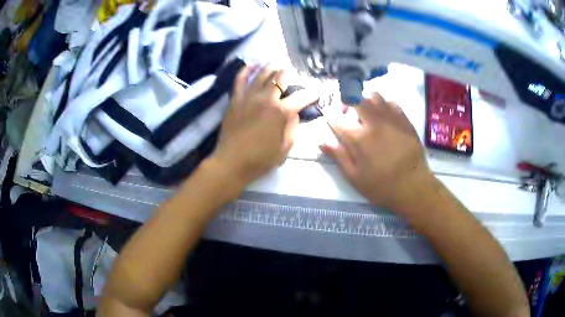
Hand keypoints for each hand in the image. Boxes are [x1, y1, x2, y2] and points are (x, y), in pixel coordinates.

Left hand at [210, 65, 317, 186]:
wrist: (231, 163)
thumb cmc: (261, 159)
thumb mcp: (285, 148)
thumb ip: (293, 127)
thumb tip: (295, 113)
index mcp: (281, 112)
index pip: (301, 97)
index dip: (313, 93)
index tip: (319, 90)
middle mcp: (266, 99)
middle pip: (280, 78)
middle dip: (289, 74)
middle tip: (293, 75)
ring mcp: (248, 97)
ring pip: (262, 75)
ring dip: (271, 68)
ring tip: (276, 65)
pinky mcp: (235, 100)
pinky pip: (240, 80)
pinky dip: (246, 70)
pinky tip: (252, 64)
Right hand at [320, 92, 435, 215]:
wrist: (414, 187)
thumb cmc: (381, 187)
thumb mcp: (355, 178)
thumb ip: (338, 157)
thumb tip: (322, 142)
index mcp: (359, 139)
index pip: (338, 118)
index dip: (329, 114)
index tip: (328, 115)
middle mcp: (374, 123)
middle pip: (356, 99)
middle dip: (347, 102)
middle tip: (348, 113)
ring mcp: (392, 119)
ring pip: (375, 96)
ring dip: (366, 101)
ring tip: (366, 113)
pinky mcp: (405, 120)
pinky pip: (391, 102)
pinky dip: (383, 105)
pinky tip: (384, 117)